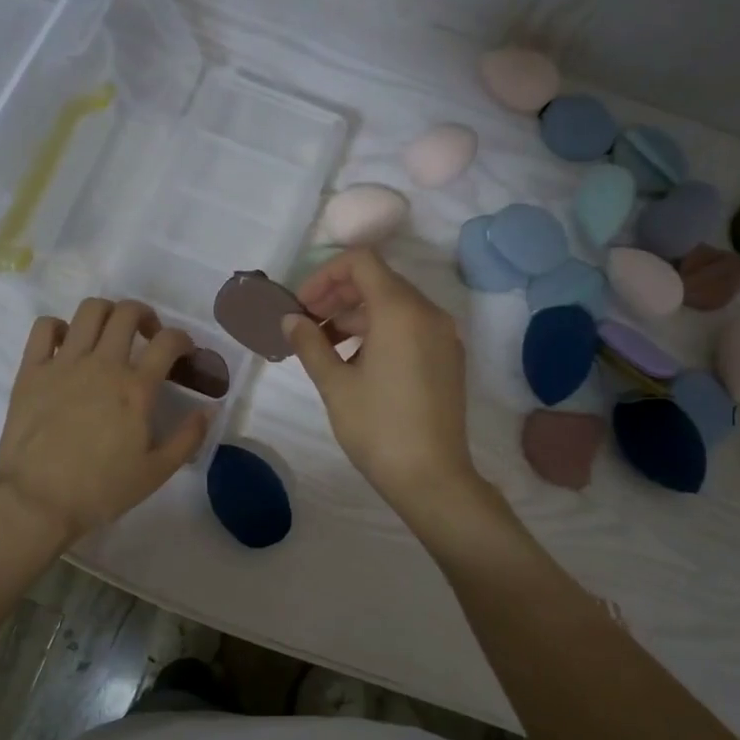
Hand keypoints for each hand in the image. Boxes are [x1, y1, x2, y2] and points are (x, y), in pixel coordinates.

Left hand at [0, 298, 208, 544]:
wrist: (37, 501)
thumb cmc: (102, 490)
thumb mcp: (157, 471)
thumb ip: (189, 437)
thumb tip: (210, 409)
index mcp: (136, 388)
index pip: (168, 342)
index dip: (183, 339)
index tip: (185, 352)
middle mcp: (102, 364)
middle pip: (127, 313)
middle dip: (145, 315)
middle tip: (148, 336)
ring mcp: (64, 363)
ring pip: (89, 311)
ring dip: (107, 313)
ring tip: (110, 333)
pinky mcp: (31, 370)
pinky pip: (44, 328)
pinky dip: (59, 327)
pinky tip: (67, 344)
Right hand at [286, 249, 480, 513]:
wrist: (432, 478)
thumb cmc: (378, 428)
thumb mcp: (335, 385)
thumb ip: (310, 344)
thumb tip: (290, 320)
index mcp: (401, 311)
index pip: (361, 262)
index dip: (325, 275)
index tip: (302, 306)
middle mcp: (429, 313)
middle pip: (379, 281)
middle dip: (338, 296)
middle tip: (307, 325)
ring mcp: (444, 335)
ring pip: (395, 306)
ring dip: (357, 317)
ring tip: (325, 348)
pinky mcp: (448, 358)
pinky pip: (411, 327)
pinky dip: (381, 332)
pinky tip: (356, 363)